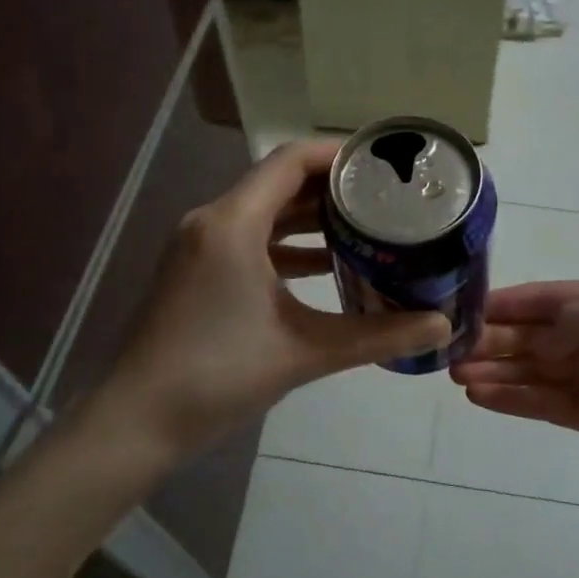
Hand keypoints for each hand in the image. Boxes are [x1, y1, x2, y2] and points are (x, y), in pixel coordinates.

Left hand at [87, 141, 451, 460]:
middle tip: (384, 196)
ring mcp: (198, 246)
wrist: (137, 422)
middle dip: (331, 187)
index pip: (290, 161)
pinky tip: (324, 265)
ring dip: (309, 216)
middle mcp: (211, 221)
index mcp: (233, 223)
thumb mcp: (307, 351)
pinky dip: (285, 244)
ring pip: (262, 212)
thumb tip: (442, 326)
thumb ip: (379, 335)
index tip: (381, 164)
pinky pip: (248, 239)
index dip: (337, 155)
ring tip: (363, 226)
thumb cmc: (219, 375)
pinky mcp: (194, 270)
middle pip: (278, 182)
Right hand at [450, 280, 578, 500]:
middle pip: (533, 335)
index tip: (462, 311)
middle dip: (493, 340)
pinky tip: (482, 397)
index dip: (506, 304)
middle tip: (448, 351)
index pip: (546, 298)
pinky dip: (513, 399)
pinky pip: (545, 403)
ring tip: (455, 376)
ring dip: (496, 370)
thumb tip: (536, 337)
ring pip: (533, 370)